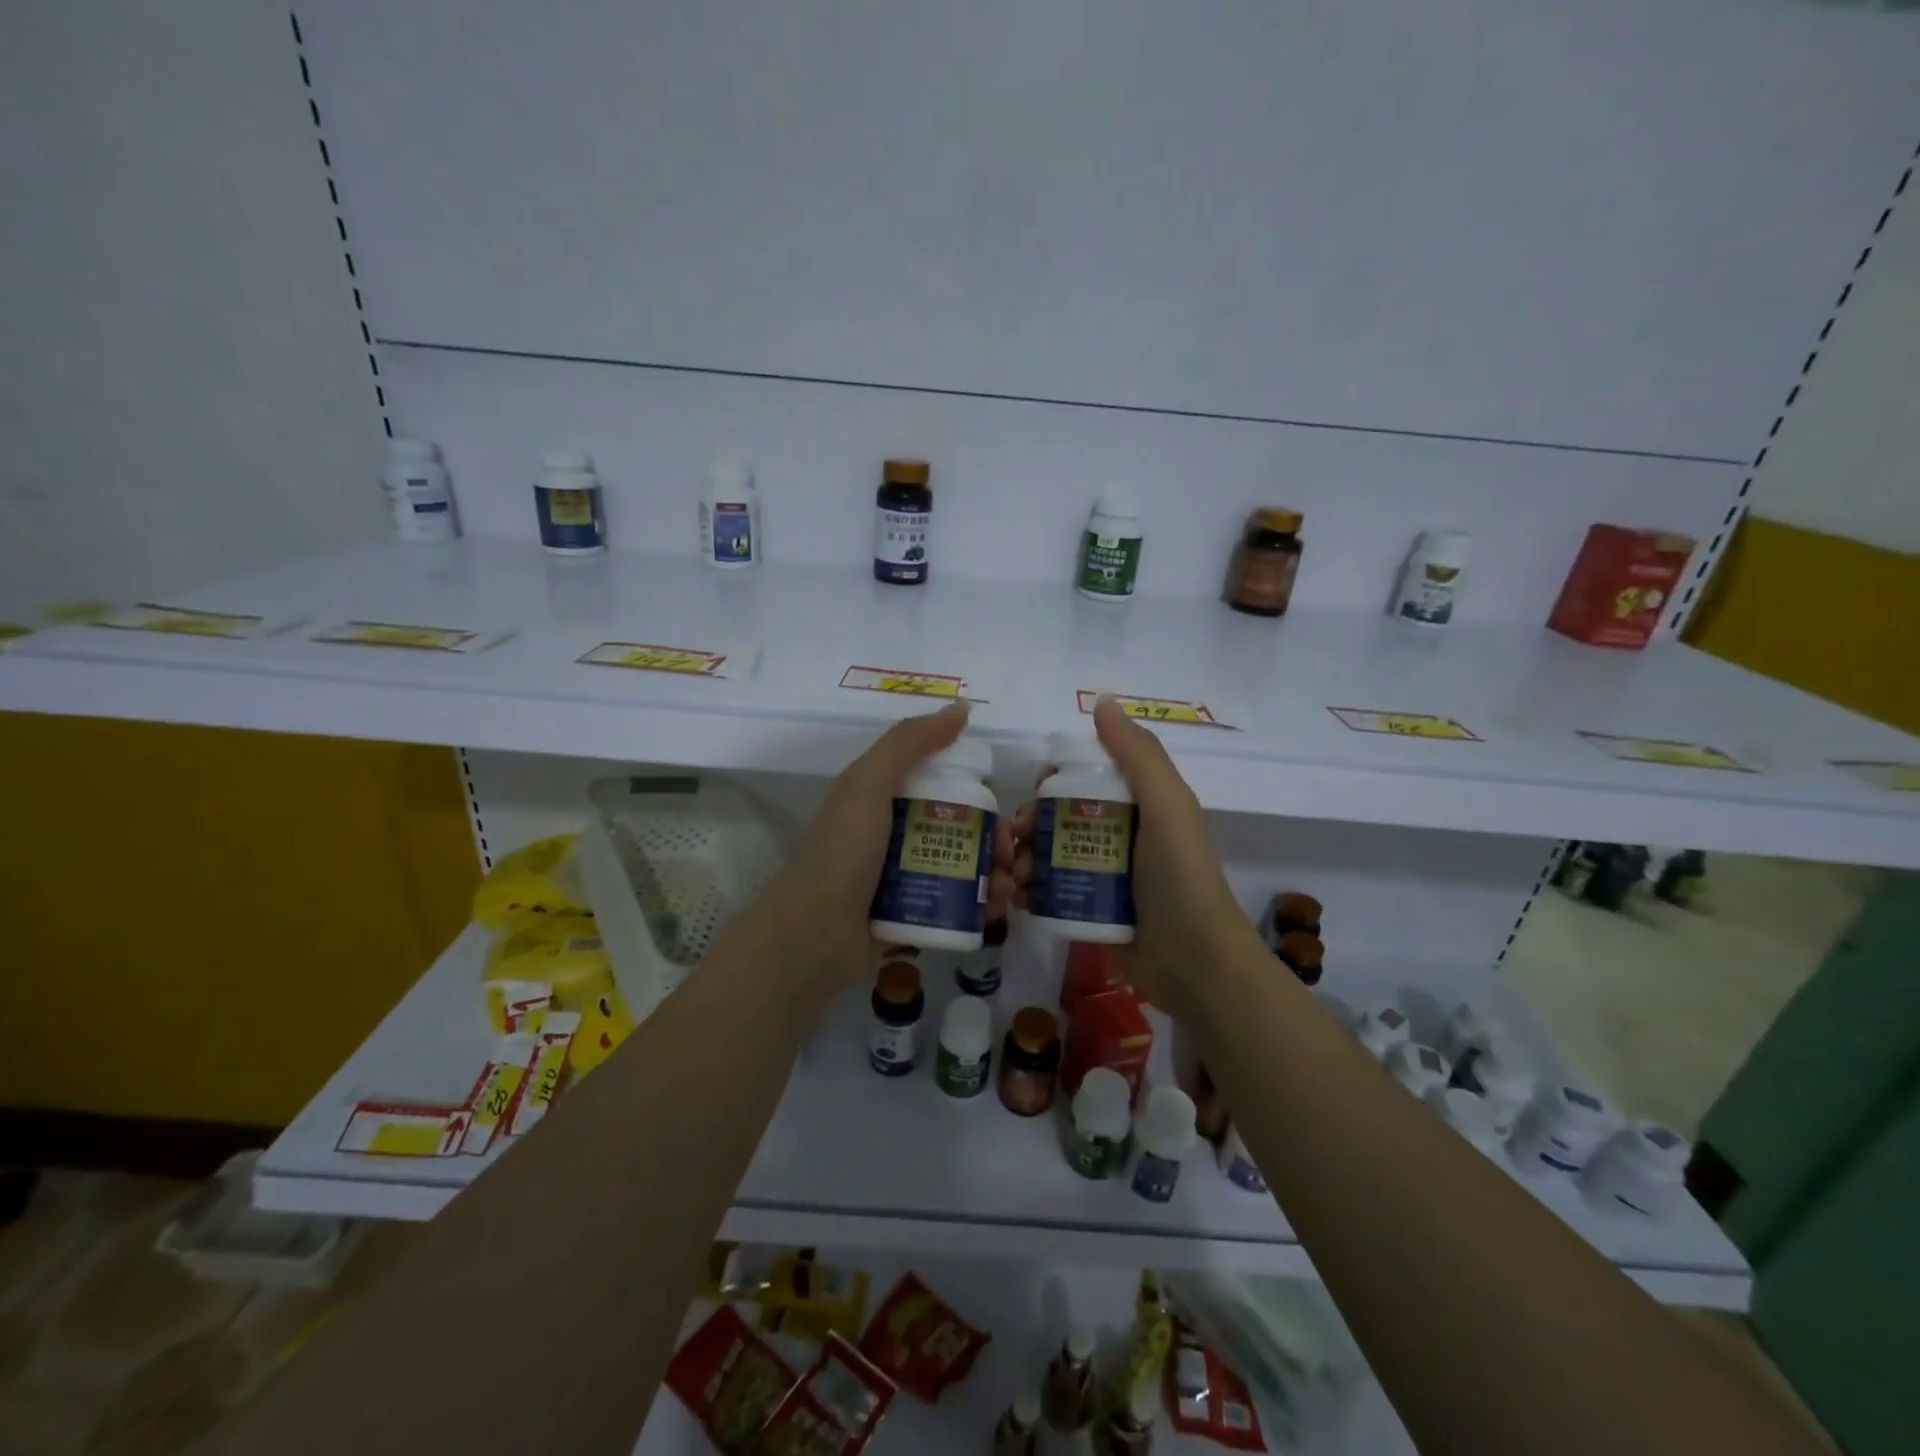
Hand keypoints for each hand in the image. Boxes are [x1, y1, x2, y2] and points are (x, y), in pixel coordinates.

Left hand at [773, 701, 1015, 990]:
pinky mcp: (912, 913)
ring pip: (963, 866)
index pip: (945, 785)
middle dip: (994, 840)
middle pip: (960, 827)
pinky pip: (956, 903)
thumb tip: (961, 708)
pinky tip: (997, 911)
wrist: (813, 933)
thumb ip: (910, 742)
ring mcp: (904, 876)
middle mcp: (896, 833)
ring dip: (993, 874)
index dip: (979, 794)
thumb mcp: (869, 783)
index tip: (1002, 810)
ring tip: (1007, 889)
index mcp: (885, 797)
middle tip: (1009, 858)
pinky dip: (980, 905)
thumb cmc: (843, 850)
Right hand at [1010, 697, 1259, 1018]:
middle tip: (1015, 842)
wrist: (1194, 963)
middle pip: (1059, 818)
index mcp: (1139, 805)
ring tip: (1011, 876)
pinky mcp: (1091, 912)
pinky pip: (1050, 892)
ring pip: (1050, 855)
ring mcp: (1105, 877)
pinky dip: (1028, 891)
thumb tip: (1101, 701)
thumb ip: (1137, 754)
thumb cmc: (1179, 876)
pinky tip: (1015, 897)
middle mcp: (1120, 836)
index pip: (1085, 779)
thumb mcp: (1166, 805)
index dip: (1054, 781)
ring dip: (1023, 858)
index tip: (1035, 793)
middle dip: (1030, 825)